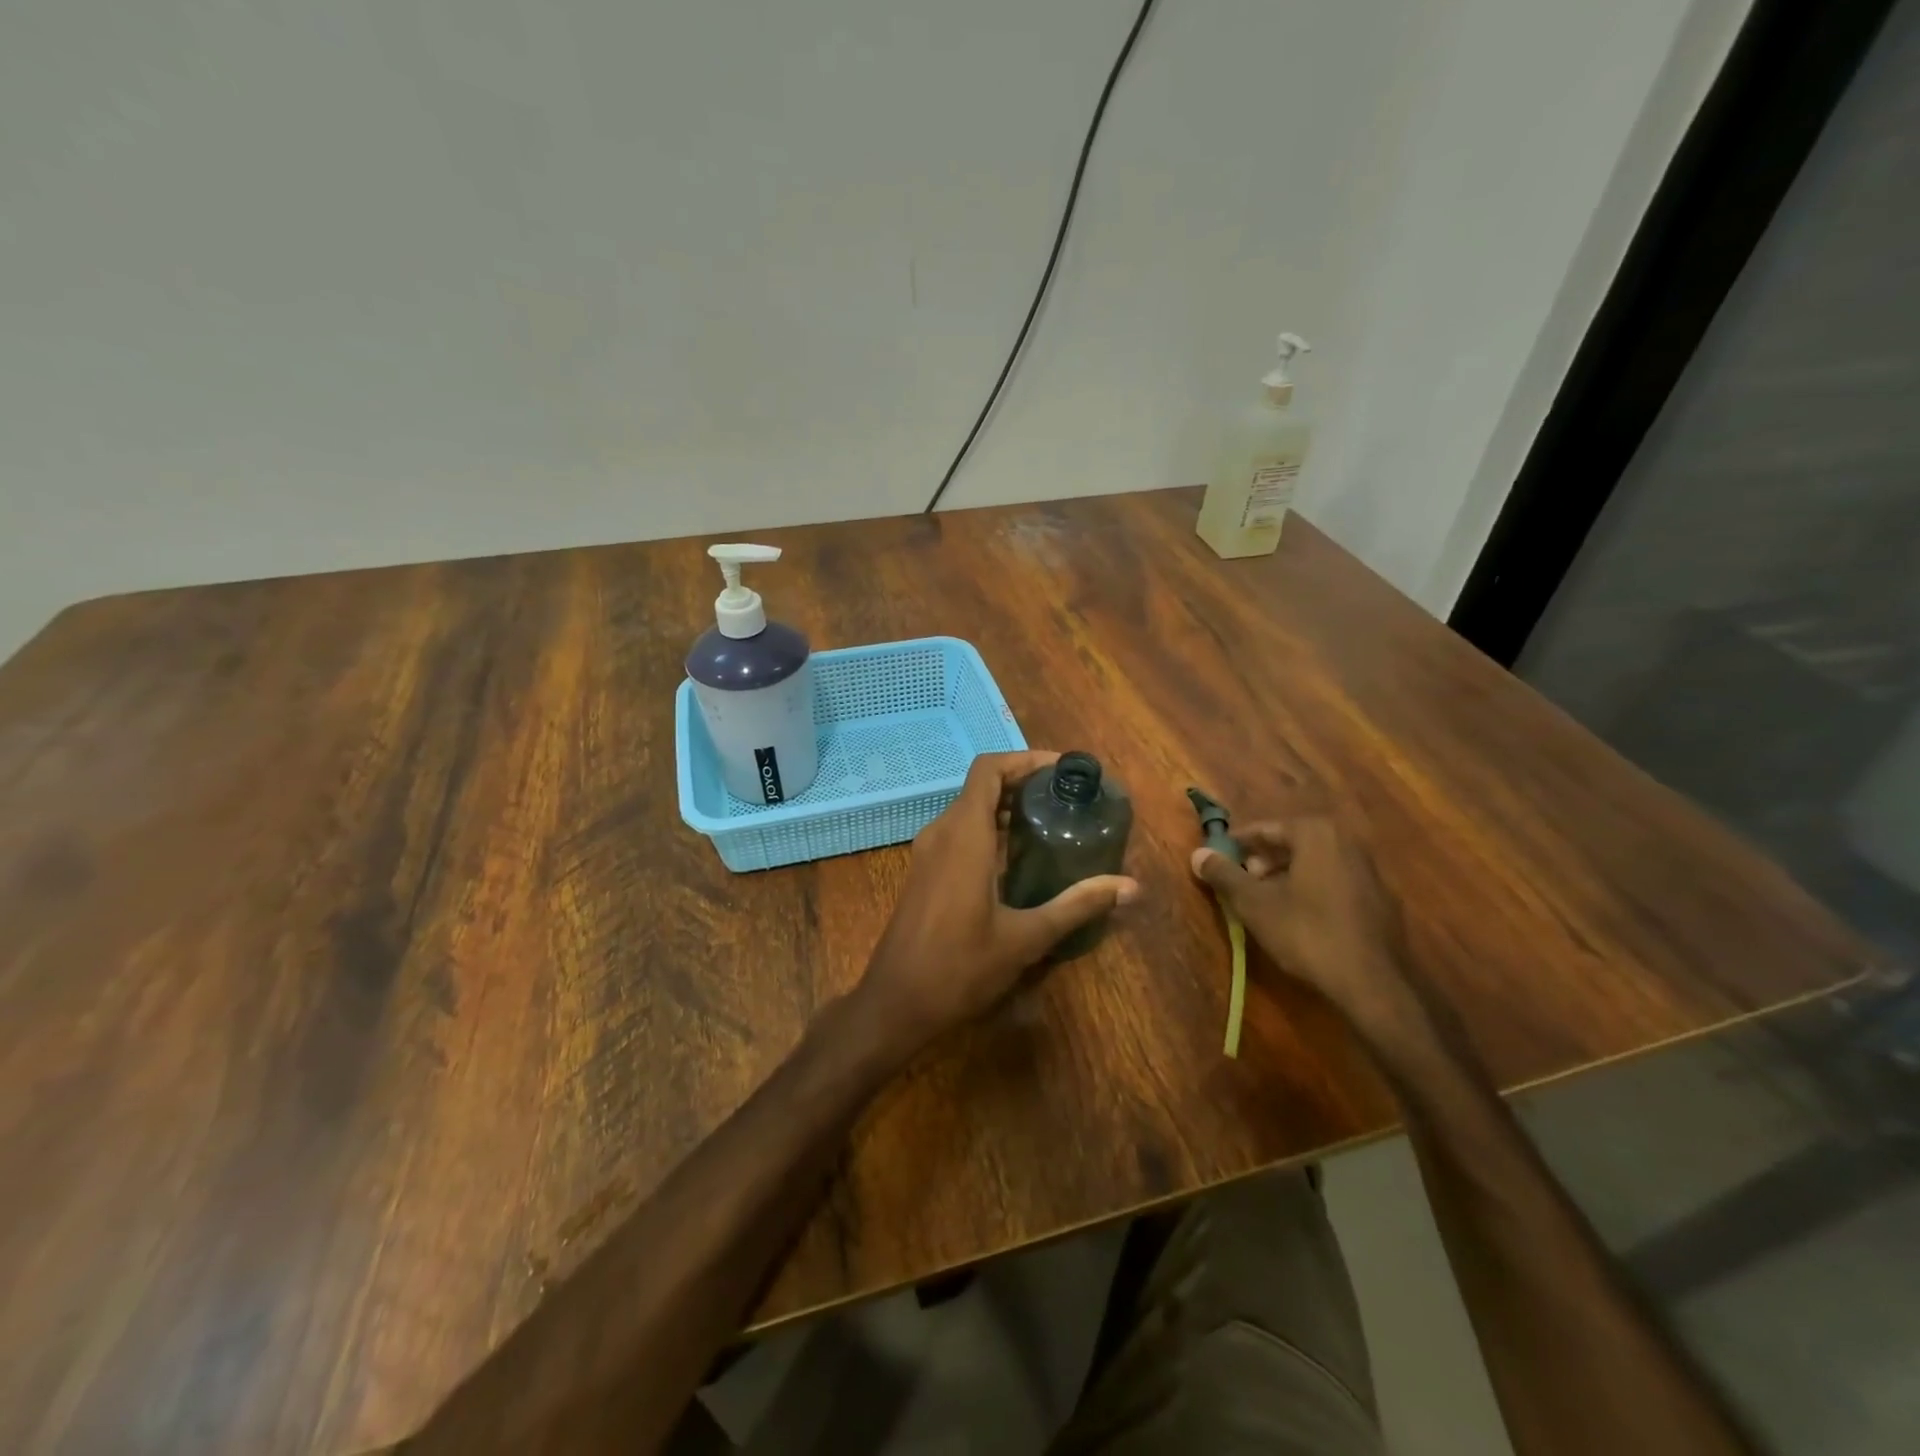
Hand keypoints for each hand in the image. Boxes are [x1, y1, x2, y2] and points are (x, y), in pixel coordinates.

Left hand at [856, 750, 1139, 1054]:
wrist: (896, 1003)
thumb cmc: (959, 967)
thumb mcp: (1026, 938)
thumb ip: (1077, 905)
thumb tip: (1131, 887)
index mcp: (963, 836)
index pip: (988, 769)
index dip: (1024, 759)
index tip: (1062, 770)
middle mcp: (941, 833)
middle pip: (982, 786)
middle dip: (1023, 783)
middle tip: (1067, 797)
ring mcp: (928, 852)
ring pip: (969, 809)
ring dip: (1006, 806)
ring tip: (1051, 821)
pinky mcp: (925, 871)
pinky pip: (959, 832)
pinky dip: (989, 829)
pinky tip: (1019, 856)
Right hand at [1190, 814, 1408, 1020]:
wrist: (1372, 983)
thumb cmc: (1306, 932)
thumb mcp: (1254, 903)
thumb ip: (1224, 875)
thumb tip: (1197, 854)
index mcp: (1316, 834)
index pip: (1265, 829)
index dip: (1237, 845)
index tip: (1218, 858)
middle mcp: (1346, 842)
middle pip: (1292, 844)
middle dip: (1263, 861)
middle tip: (1240, 883)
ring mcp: (1369, 871)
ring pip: (1314, 864)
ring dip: (1285, 877)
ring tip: (1263, 902)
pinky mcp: (1380, 900)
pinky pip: (1334, 883)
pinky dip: (1311, 891)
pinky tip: (1298, 918)